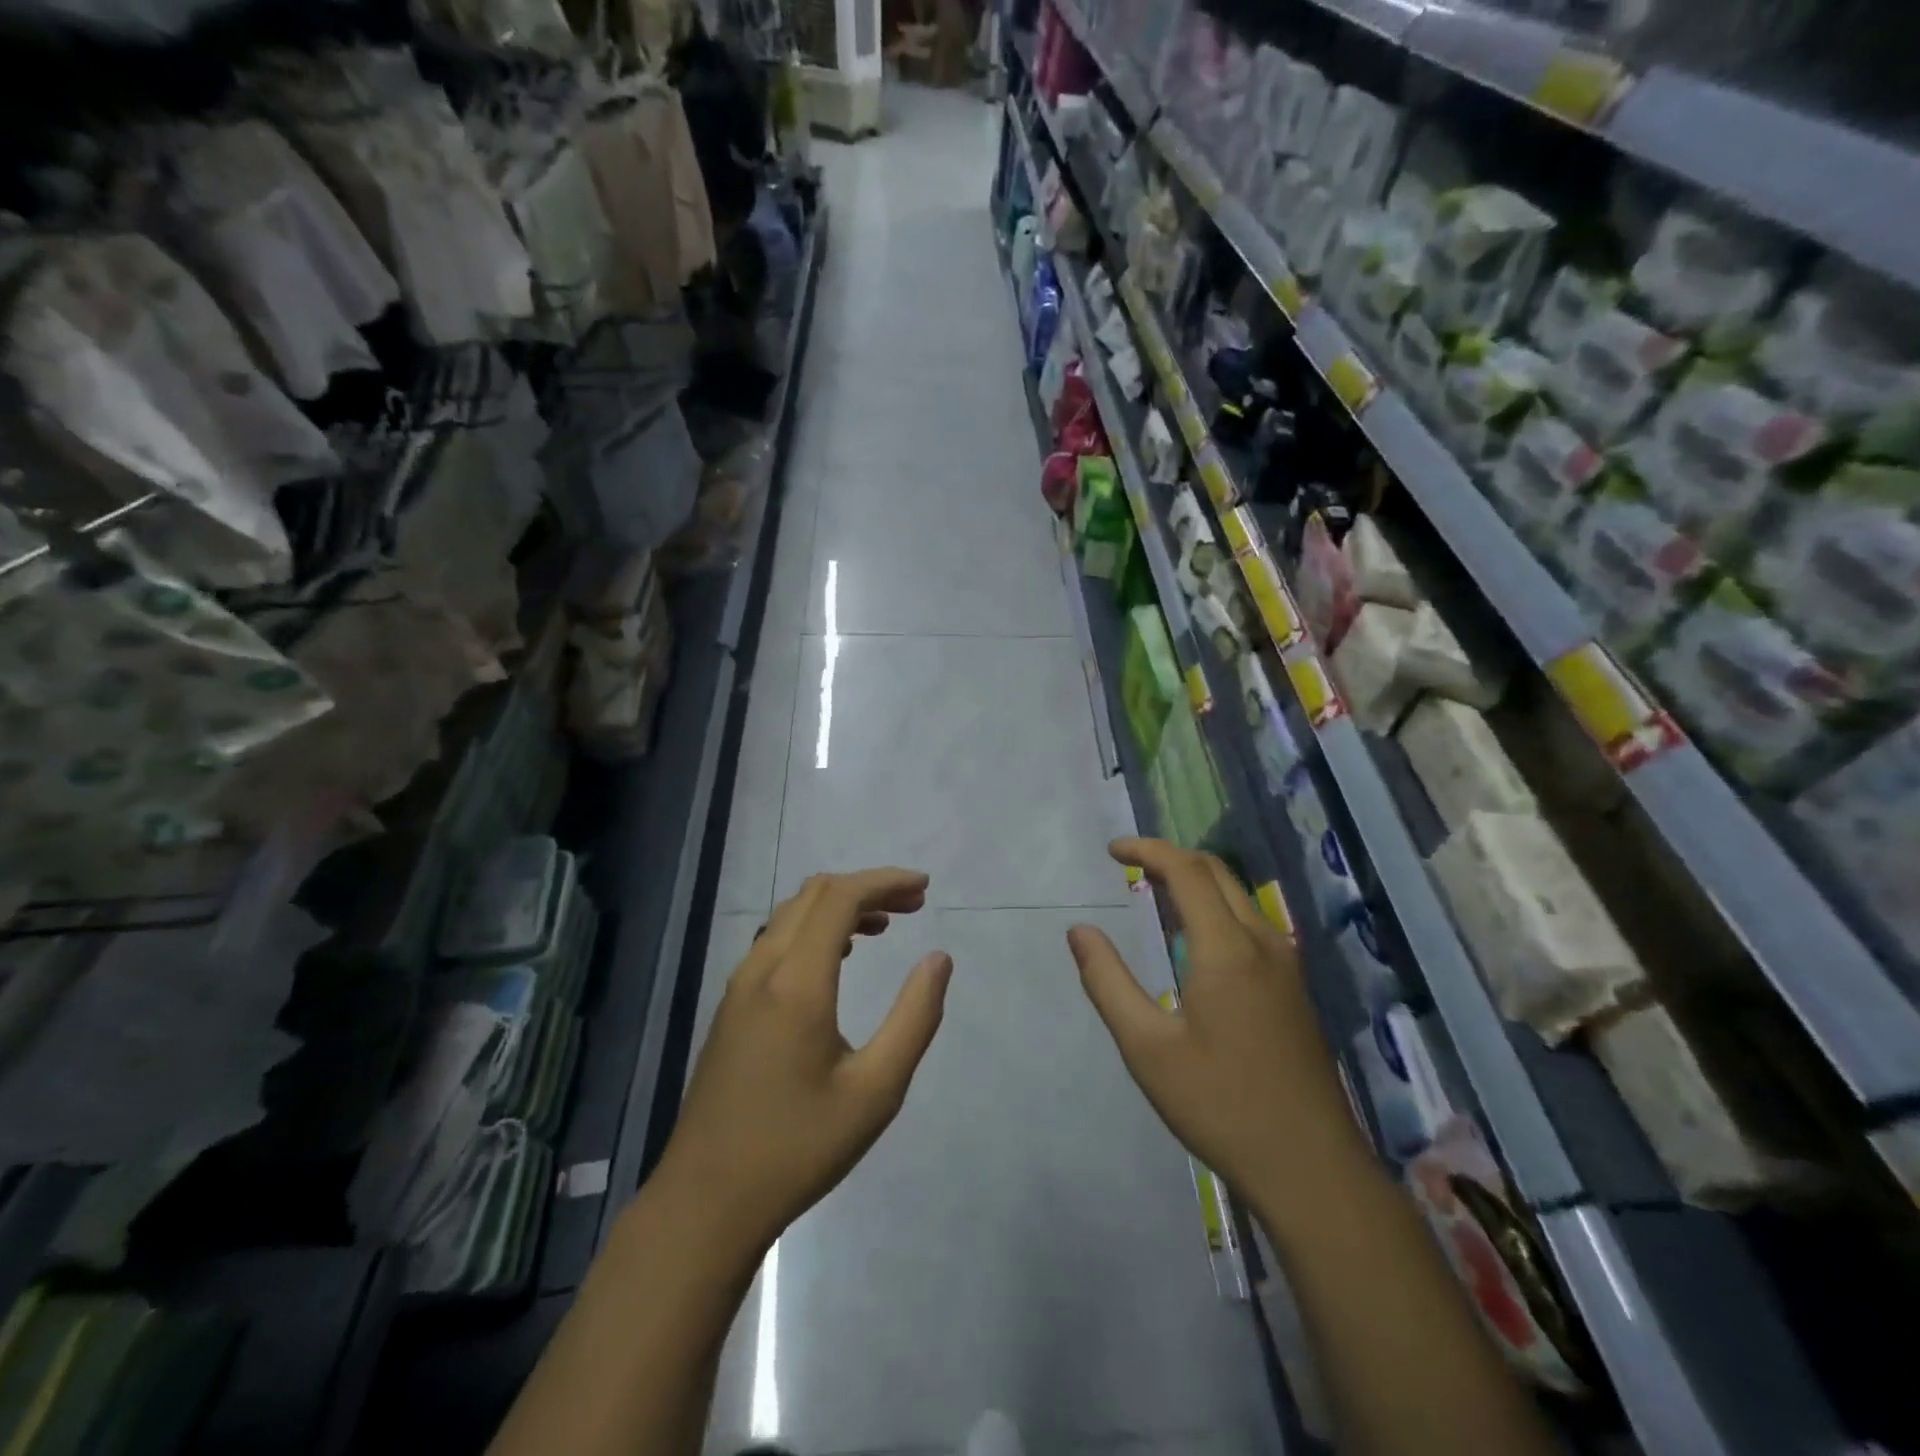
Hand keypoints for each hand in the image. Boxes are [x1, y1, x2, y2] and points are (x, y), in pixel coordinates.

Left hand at [654, 868, 953, 1259]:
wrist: (706, 1202)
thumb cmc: (798, 1148)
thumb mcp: (875, 1091)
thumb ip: (914, 1018)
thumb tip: (938, 959)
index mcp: (797, 982)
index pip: (841, 897)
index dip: (884, 881)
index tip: (924, 887)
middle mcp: (763, 969)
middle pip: (814, 894)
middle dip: (867, 887)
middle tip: (913, 904)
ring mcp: (740, 986)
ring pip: (791, 915)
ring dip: (839, 906)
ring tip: (884, 926)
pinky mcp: (731, 1007)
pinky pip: (775, 940)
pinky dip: (814, 929)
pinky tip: (838, 958)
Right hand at [1068, 839, 1364, 1213]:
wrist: (1310, 1167)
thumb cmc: (1220, 1104)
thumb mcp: (1147, 1047)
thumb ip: (1108, 982)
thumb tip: (1079, 931)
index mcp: (1227, 949)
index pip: (1187, 870)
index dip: (1147, 850)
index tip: (1112, 851)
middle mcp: (1262, 942)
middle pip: (1216, 872)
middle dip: (1170, 857)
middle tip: (1129, 866)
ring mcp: (1285, 964)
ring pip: (1237, 896)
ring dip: (1195, 881)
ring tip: (1153, 893)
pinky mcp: (1293, 987)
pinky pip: (1250, 922)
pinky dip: (1214, 907)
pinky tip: (1192, 940)